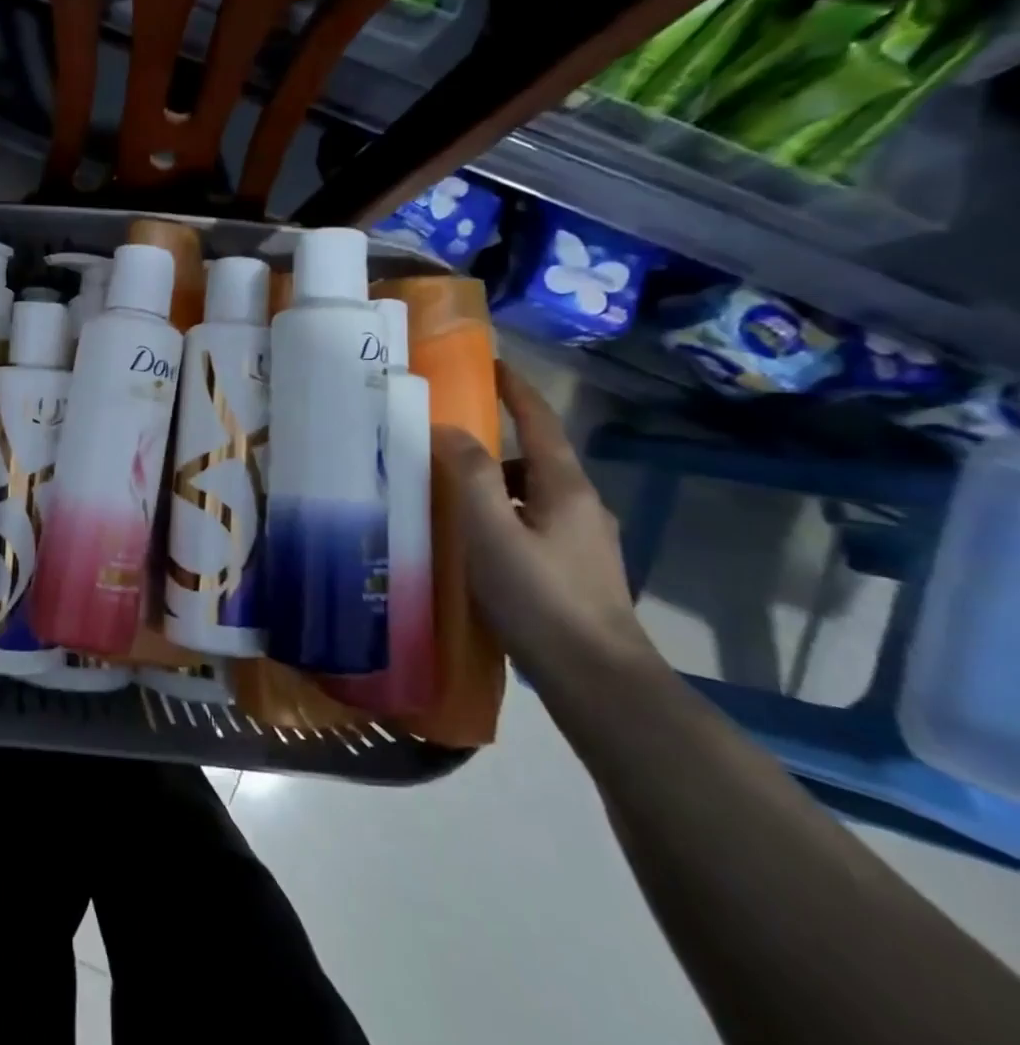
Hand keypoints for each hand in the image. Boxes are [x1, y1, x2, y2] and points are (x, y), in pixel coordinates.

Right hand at [430, 360, 656, 680]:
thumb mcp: (492, 532)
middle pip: (535, 458)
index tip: (492, 363)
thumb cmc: (539, 598)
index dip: (516, 390)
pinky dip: (505, 517)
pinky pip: (535, 524)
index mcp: (565, 488)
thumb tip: (449, 428)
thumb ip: (470, 475)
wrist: (598, 680)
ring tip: (451, 499)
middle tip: (446, 443)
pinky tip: (479, 545)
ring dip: (496, 486)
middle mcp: (583, 506)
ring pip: (533, 495)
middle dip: (495, 444)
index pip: (540, 423)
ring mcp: (586, 541)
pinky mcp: (579, 571)